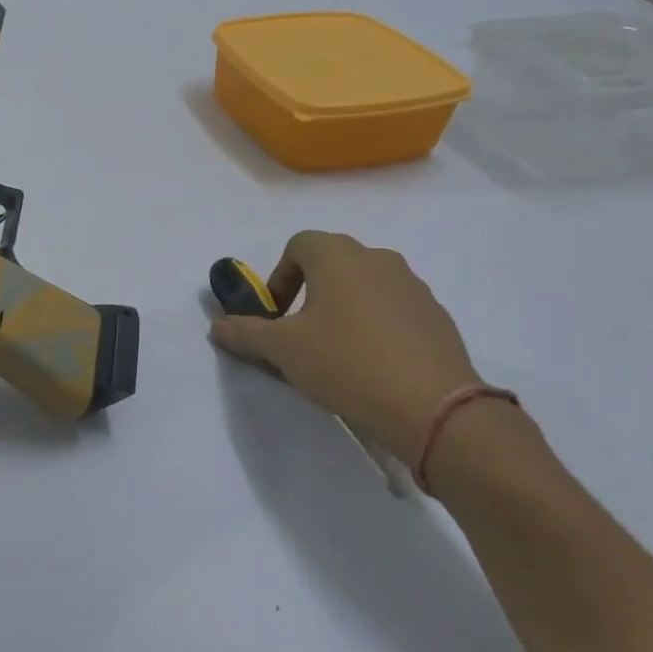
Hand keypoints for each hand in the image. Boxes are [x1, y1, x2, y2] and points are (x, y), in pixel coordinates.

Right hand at [208, 231, 481, 460]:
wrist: (432, 406)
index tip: (275, 316)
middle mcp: (378, 259)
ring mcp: (413, 286)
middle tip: (300, 336)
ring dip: (343, 309)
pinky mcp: (435, 316)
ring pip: (365, 286)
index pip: (299, 245)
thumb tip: (217, 326)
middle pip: (332, 263)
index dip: (279, 277)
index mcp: (339, 256)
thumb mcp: (283, 350)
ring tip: (336, 354)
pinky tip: (373, 367)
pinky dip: (375, 327)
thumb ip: (245, 333)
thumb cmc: (346, 363)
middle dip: (309, 294)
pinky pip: (393, 310)